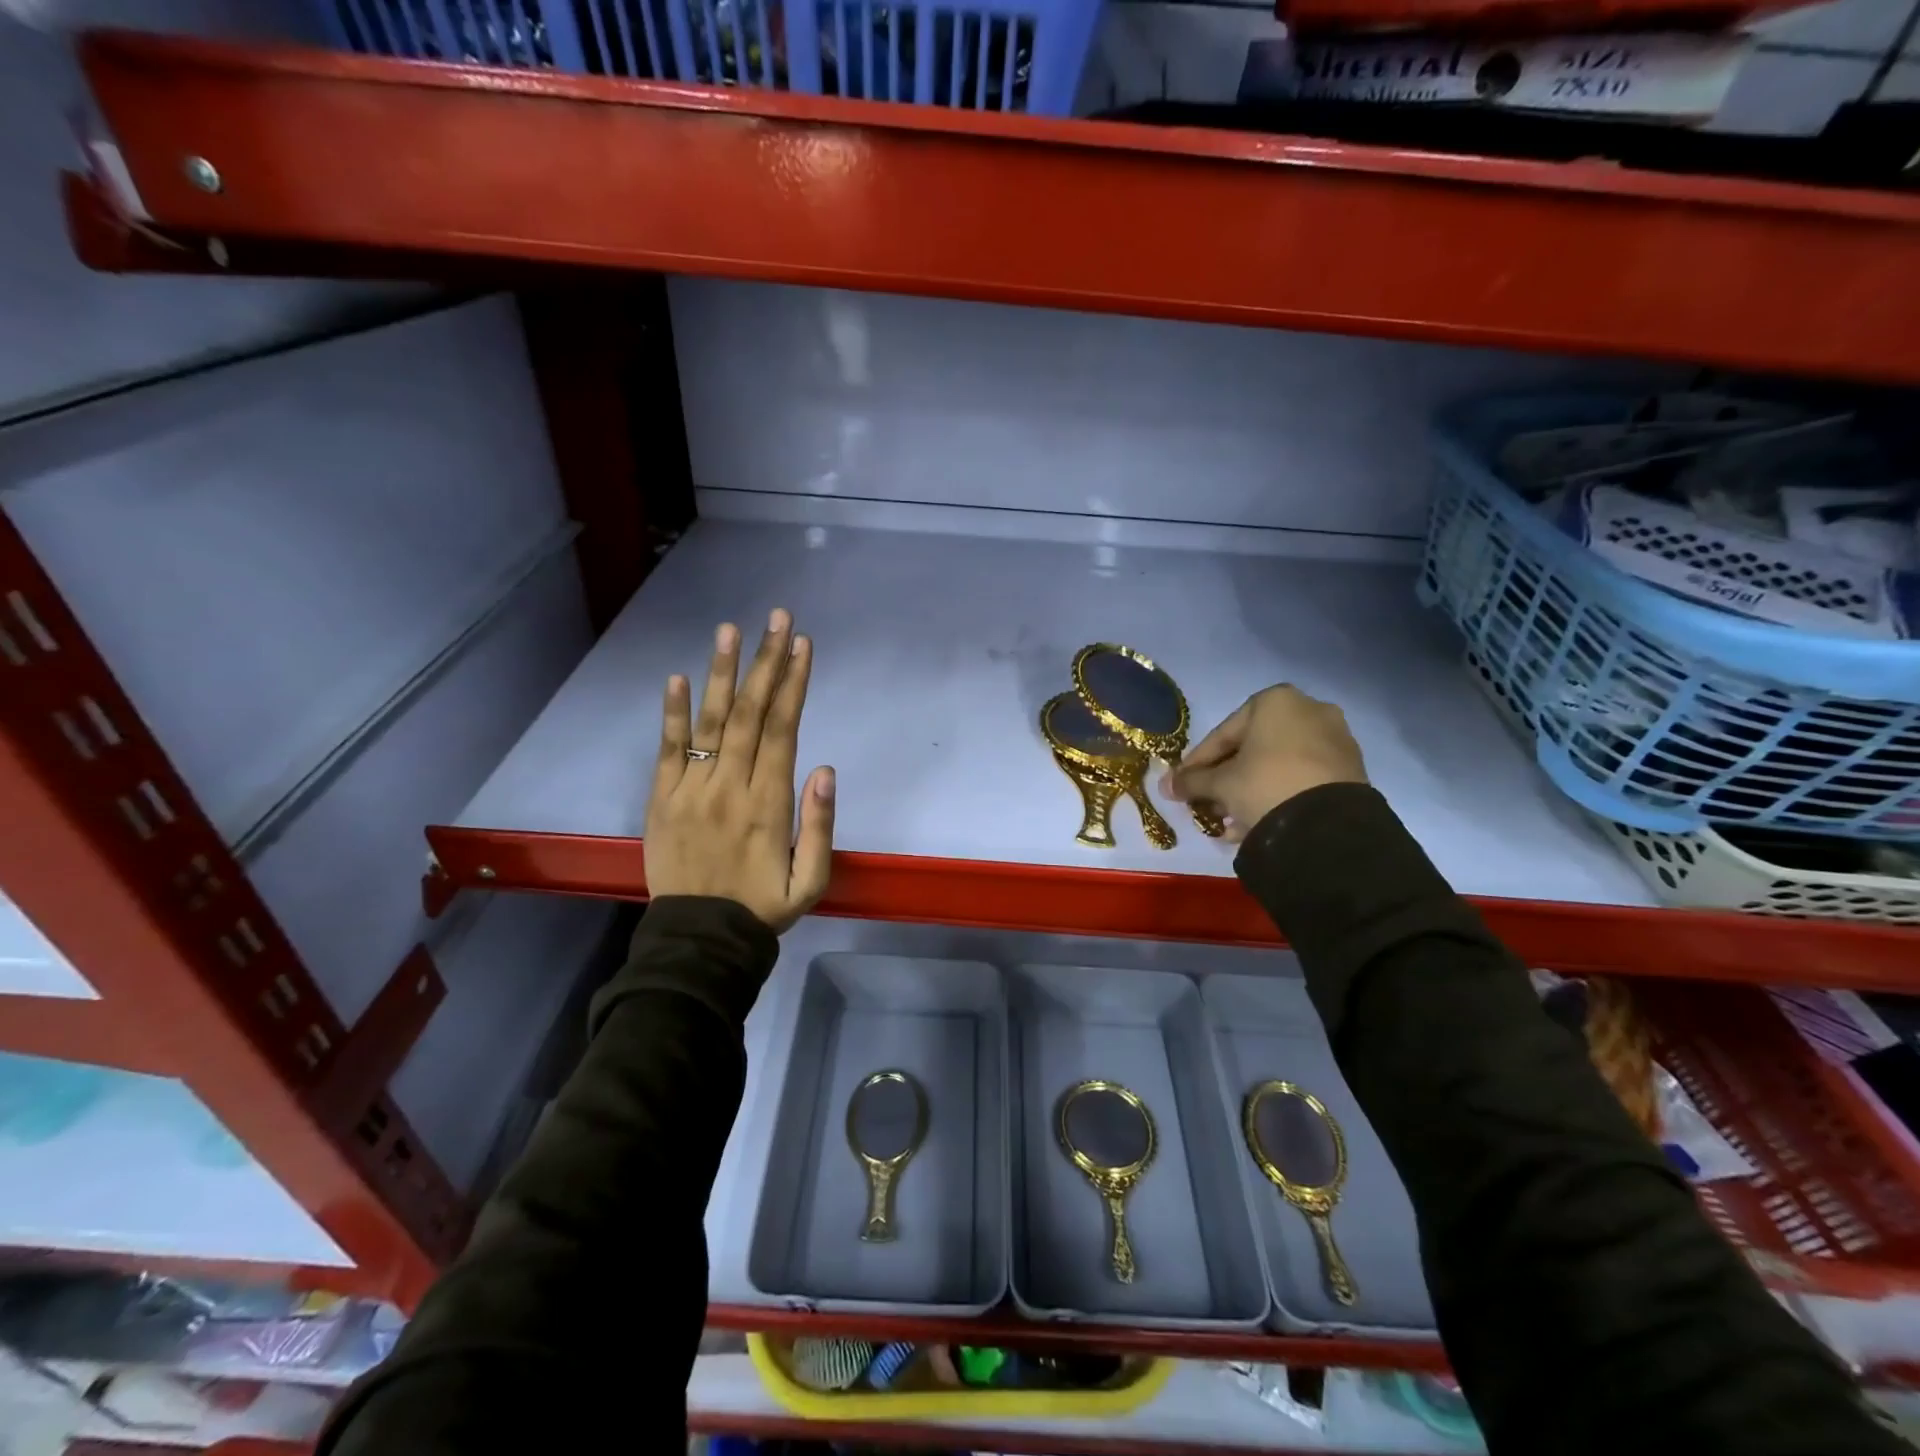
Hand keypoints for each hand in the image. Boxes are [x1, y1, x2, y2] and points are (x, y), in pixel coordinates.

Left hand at [645, 609, 834, 931]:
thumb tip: (825, 768)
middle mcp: (730, 785)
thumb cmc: (762, 908)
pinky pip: (666, 750)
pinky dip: (671, 714)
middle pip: (751, 714)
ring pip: (710, 722)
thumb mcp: (811, 881)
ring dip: (722, 674)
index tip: (803, 645)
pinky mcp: (661, 800)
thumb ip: (820, 825)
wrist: (699, 940)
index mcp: (769, 802)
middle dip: (767, 663)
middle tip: (777, 619)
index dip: (794, 684)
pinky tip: (677, 678)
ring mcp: (691, 790)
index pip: (783, 729)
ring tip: (730, 631)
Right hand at [1161, 684, 1365, 841]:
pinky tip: (1258, 822)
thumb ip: (1191, 781)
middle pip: (1252, 748)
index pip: (1222, 734)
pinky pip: (1301, 778)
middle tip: (1207, 803)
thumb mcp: (1221, 784)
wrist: (1329, 824)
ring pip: (1277, 765)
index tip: (1181, 785)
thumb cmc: (1265, 785)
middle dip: (1225, 779)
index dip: (1197, 764)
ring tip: (1230, 820)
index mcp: (1274, 701)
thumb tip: (1165, 785)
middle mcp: (1309, 709)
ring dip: (1249, 790)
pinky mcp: (1350, 768)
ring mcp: (1334, 738)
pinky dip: (1277, 795)